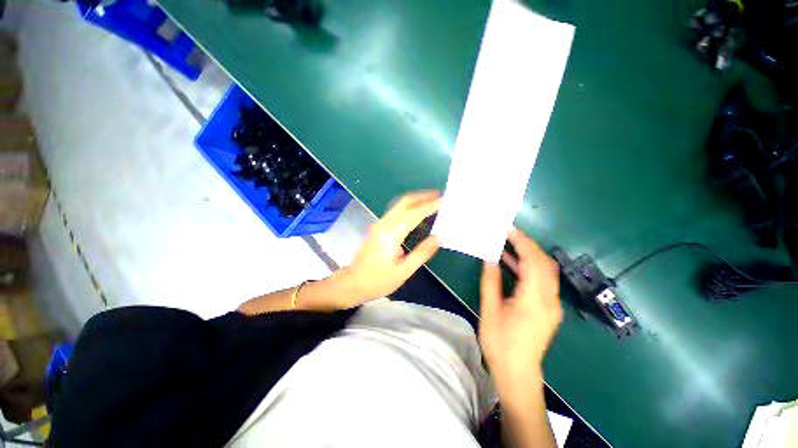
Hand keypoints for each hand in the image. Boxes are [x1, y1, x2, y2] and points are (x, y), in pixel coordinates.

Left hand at [339, 191, 441, 304]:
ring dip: (416, 200)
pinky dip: (409, 207)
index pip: (413, 214)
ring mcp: (379, 224)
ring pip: (399, 205)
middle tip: (439, 195)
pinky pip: (396, 211)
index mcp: (391, 234)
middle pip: (404, 202)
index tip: (444, 201)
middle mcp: (384, 224)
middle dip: (422, 196)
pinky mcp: (378, 228)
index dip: (430, 206)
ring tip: (432, 201)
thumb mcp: (403, 271)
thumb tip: (439, 237)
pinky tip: (417, 213)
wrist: (352, 283)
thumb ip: (422, 252)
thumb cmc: (378, 281)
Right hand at [479, 228, 561, 405]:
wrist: (517, 373)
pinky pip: (542, 281)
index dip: (522, 242)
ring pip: (545, 270)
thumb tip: (490, 258)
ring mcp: (552, 304)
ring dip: (528, 255)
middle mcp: (549, 298)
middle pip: (544, 263)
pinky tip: (512, 263)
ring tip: (508, 243)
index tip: (508, 229)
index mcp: (534, 298)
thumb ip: (491, 281)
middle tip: (507, 234)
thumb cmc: (500, 343)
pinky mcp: (548, 308)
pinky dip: (529, 268)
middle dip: (527, 244)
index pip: (533, 261)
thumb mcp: (491, 309)